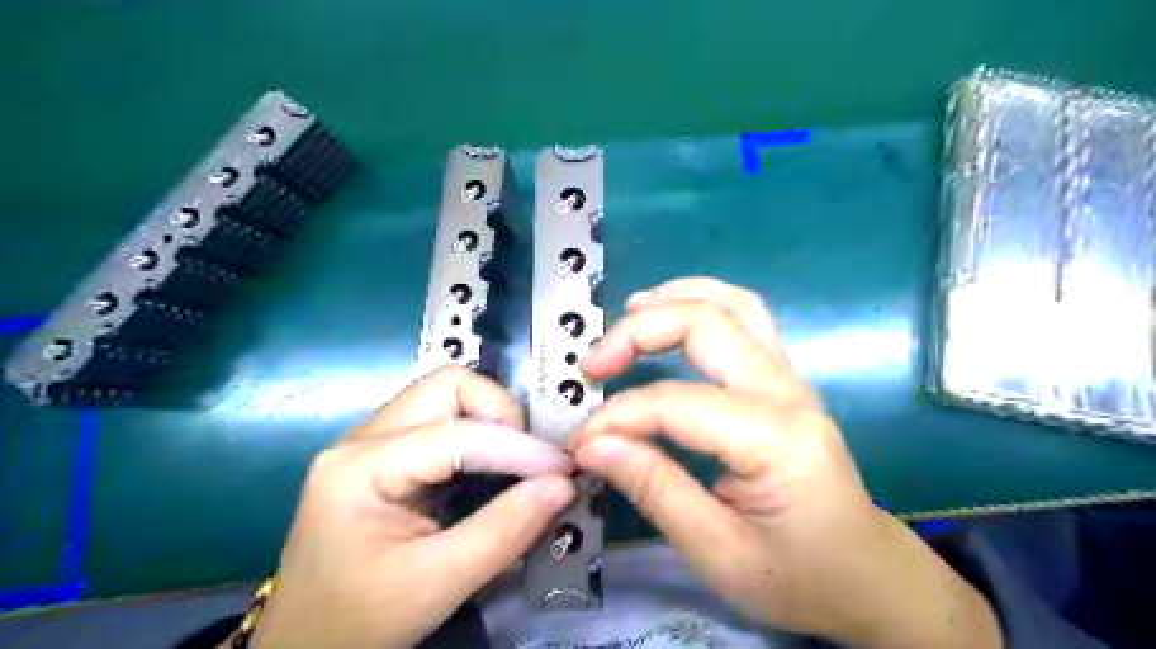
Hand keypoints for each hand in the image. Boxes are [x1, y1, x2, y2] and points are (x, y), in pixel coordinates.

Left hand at [254, 366, 576, 648]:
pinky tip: (496, 468)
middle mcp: (364, 436)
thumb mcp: (434, 585)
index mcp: (359, 466)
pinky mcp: (388, 452)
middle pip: (450, 387)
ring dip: (494, 422)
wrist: (303, 647)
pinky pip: (445, 420)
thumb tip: (563, 486)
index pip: (457, 433)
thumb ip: (503, 532)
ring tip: (521, 464)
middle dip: (503, 415)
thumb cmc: (357, 622)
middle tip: (533, 461)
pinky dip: (482, 435)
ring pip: (450, 396)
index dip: (519, 448)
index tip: (564, 472)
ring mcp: (374, 439)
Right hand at [571, 277, 1004, 648]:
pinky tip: (670, 315)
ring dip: (674, 298)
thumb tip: (592, 446)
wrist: (868, 578)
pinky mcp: (784, 381)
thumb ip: (653, 489)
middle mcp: (788, 392)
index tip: (580, 443)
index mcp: (776, 439)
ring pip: (733, 304)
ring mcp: (791, 379)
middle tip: (592, 364)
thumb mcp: (718, 553)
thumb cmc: (799, 577)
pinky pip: (744, 319)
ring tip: (628, 312)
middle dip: (638, 332)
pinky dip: (700, 305)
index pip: (676, 403)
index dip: (618, 417)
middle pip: (707, 324)